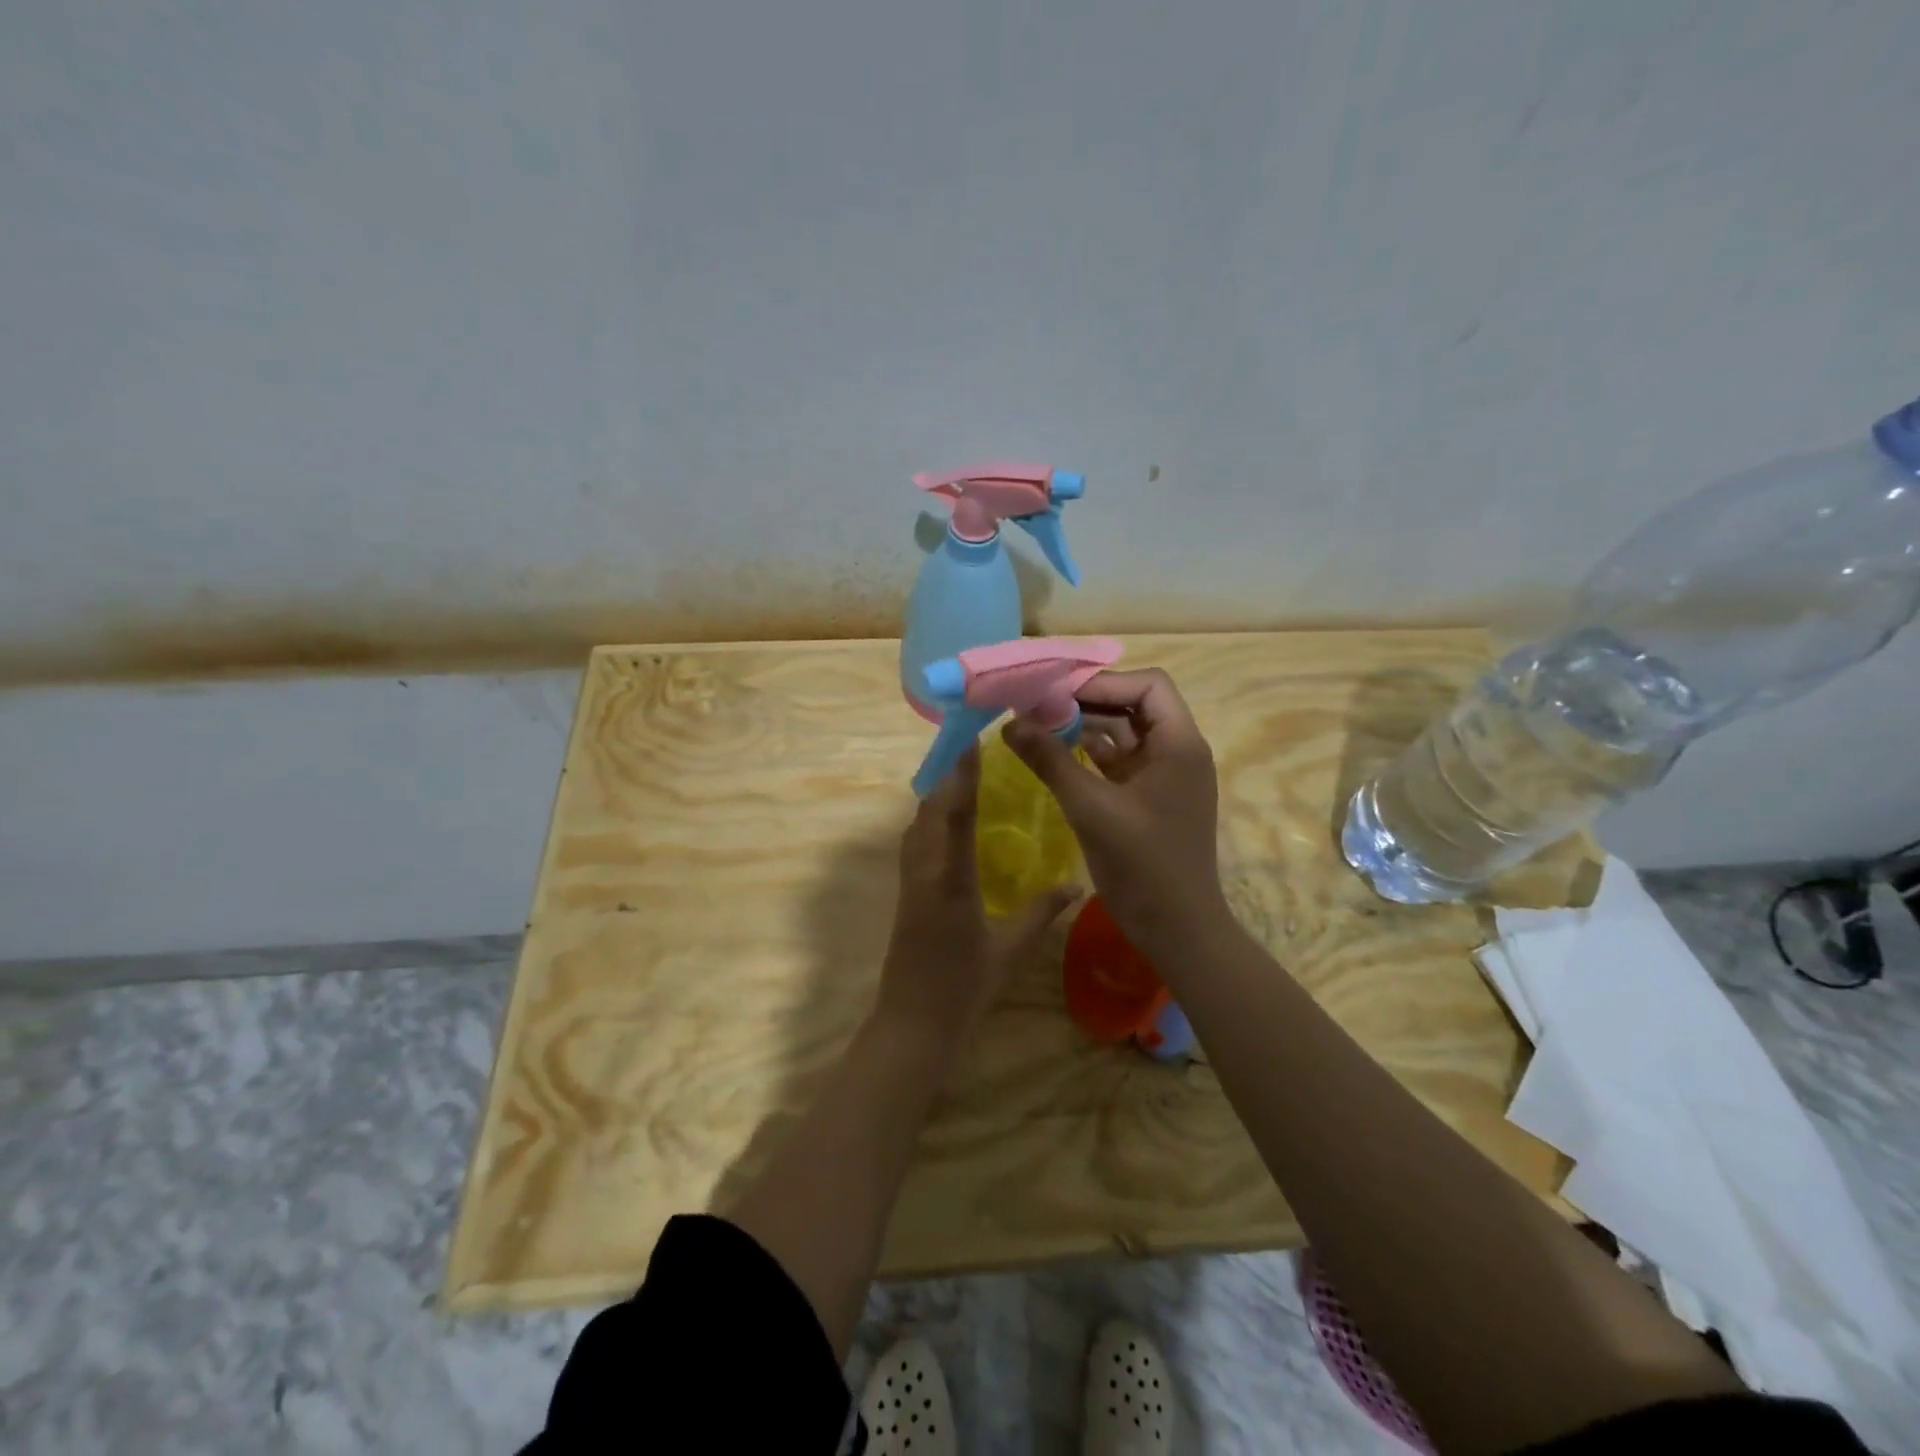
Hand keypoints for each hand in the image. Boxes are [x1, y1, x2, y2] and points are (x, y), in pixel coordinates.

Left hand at [877, 746, 1079, 1045]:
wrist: (913, 1023)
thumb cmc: (964, 987)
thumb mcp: (1010, 949)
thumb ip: (1041, 911)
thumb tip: (1076, 885)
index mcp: (951, 879)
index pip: (955, 813)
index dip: (962, 774)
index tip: (971, 741)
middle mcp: (924, 870)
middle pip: (929, 809)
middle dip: (948, 776)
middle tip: (973, 749)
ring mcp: (908, 880)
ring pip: (917, 823)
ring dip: (936, 795)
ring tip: (962, 775)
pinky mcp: (904, 891)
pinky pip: (914, 841)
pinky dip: (929, 819)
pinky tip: (946, 821)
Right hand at [1002, 668, 1228, 958]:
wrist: (1178, 930)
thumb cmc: (1143, 866)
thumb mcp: (1091, 808)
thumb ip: (1051, 761)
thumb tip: (1010, 723)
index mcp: (1179, 744)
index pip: (1148, 685)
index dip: (1103, 683)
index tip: (1057, 693)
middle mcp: (1177, 751)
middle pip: (1133, 706)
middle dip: (1087, 703)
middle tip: (1038, 707)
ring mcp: (1164, 776)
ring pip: (1123, 734)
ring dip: (1085, 728)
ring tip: (1038, 727)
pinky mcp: (1149, 798)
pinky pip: (1119, 763)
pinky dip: (1089, 755)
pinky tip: (1055, 756)